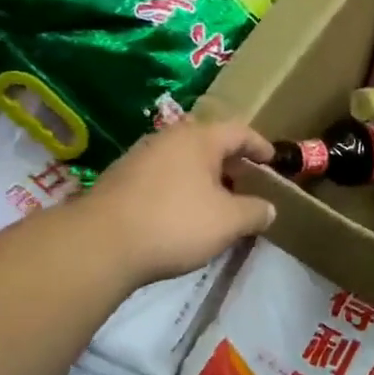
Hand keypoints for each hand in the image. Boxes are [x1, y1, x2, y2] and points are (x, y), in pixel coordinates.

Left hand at [83, 117, 275, 286]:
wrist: (101, 244)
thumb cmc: (175, 223)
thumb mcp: (229, 222)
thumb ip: (255, 212)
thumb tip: (269, 209)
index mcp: (199, 138)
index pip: (239, 131)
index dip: (260, 145)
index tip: (272, 160)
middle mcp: (168, 138)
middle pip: (208, 142)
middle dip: (230, 161)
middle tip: (245, 181)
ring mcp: (140, 157)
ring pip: (182, 160)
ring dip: (203, 176)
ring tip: (216, 200)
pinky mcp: (120, 179)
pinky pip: (162, 176)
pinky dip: (180, 188)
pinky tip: (182, 213)